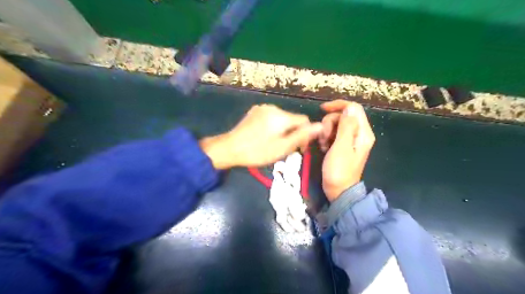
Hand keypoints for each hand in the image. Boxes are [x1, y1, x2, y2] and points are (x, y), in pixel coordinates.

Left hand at [199, 103, 321, 167]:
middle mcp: (272, 107)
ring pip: (282, 119)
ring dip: (283, 130)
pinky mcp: (254, 112)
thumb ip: (302, 136)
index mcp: (281, 116)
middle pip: (292, 120)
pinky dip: (273, 127)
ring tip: (275, 144)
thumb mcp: (282, 147)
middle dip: (293, 133)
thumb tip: (321, 126)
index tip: (300, 149)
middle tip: (286, 149)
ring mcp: (261, 108)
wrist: (229, 149)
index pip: (304, 121)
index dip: (306, 134)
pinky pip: (271, 118)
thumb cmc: (257, 151)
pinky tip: (265, 137)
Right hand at [318, 99, 374, 199]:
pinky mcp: (343, 145)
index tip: (322, 109)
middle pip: (342, 116)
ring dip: (326, 132)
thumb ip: (346, 126)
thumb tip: (349, 107)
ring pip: (336, 124)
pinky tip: (324, 148)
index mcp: (363, 133)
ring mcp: (351, 139)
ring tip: (323, 145)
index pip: (353, 108)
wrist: (338, 190)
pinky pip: (333, 133)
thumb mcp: (341, 147)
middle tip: (324, 138)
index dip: (338, 106)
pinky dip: (326, 138)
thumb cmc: (339, 170)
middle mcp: (359, 133)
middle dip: (329, 123)